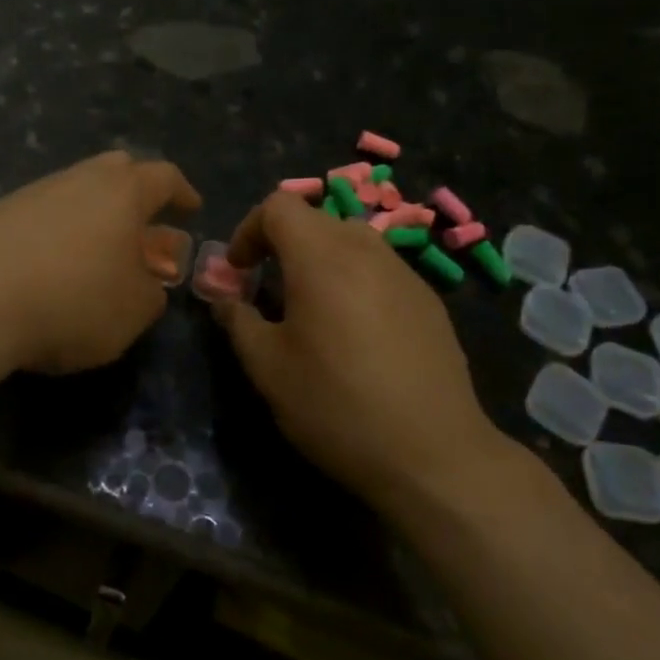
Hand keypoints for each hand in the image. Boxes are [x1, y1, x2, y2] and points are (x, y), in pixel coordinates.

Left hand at [0, 151, 201, 373]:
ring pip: (75, 189)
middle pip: (116, 169)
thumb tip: (148, 282)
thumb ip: (152, 293)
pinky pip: (43, 212)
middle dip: (136, 190)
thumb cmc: (73, 302)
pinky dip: (59, 229)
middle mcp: (79, 179)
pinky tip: (53, 262)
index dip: (182, 192)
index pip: (164, 177)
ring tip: (98, 249)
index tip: (191, 208)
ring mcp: (34, 192)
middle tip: (143, 220)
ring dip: (94, 213)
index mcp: (123, 192)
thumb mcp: (134, 311)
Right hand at [212, 192, 512, 507]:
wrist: (433, 453)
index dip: (248, 230)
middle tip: (268, 291)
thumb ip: (239, 321)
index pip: (278, 206)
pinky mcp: (429, 301)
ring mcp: (405, 273)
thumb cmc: (336, 405)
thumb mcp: (268, 368)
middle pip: (315, 220)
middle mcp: (367, 251)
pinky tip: (355, 335)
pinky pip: (380, 271)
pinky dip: (354, 282)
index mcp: (322, 257)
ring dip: (320, 262)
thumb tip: (226, 300)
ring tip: (311, 312)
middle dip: (282, 246)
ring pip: (351, 242)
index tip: (240, 272)